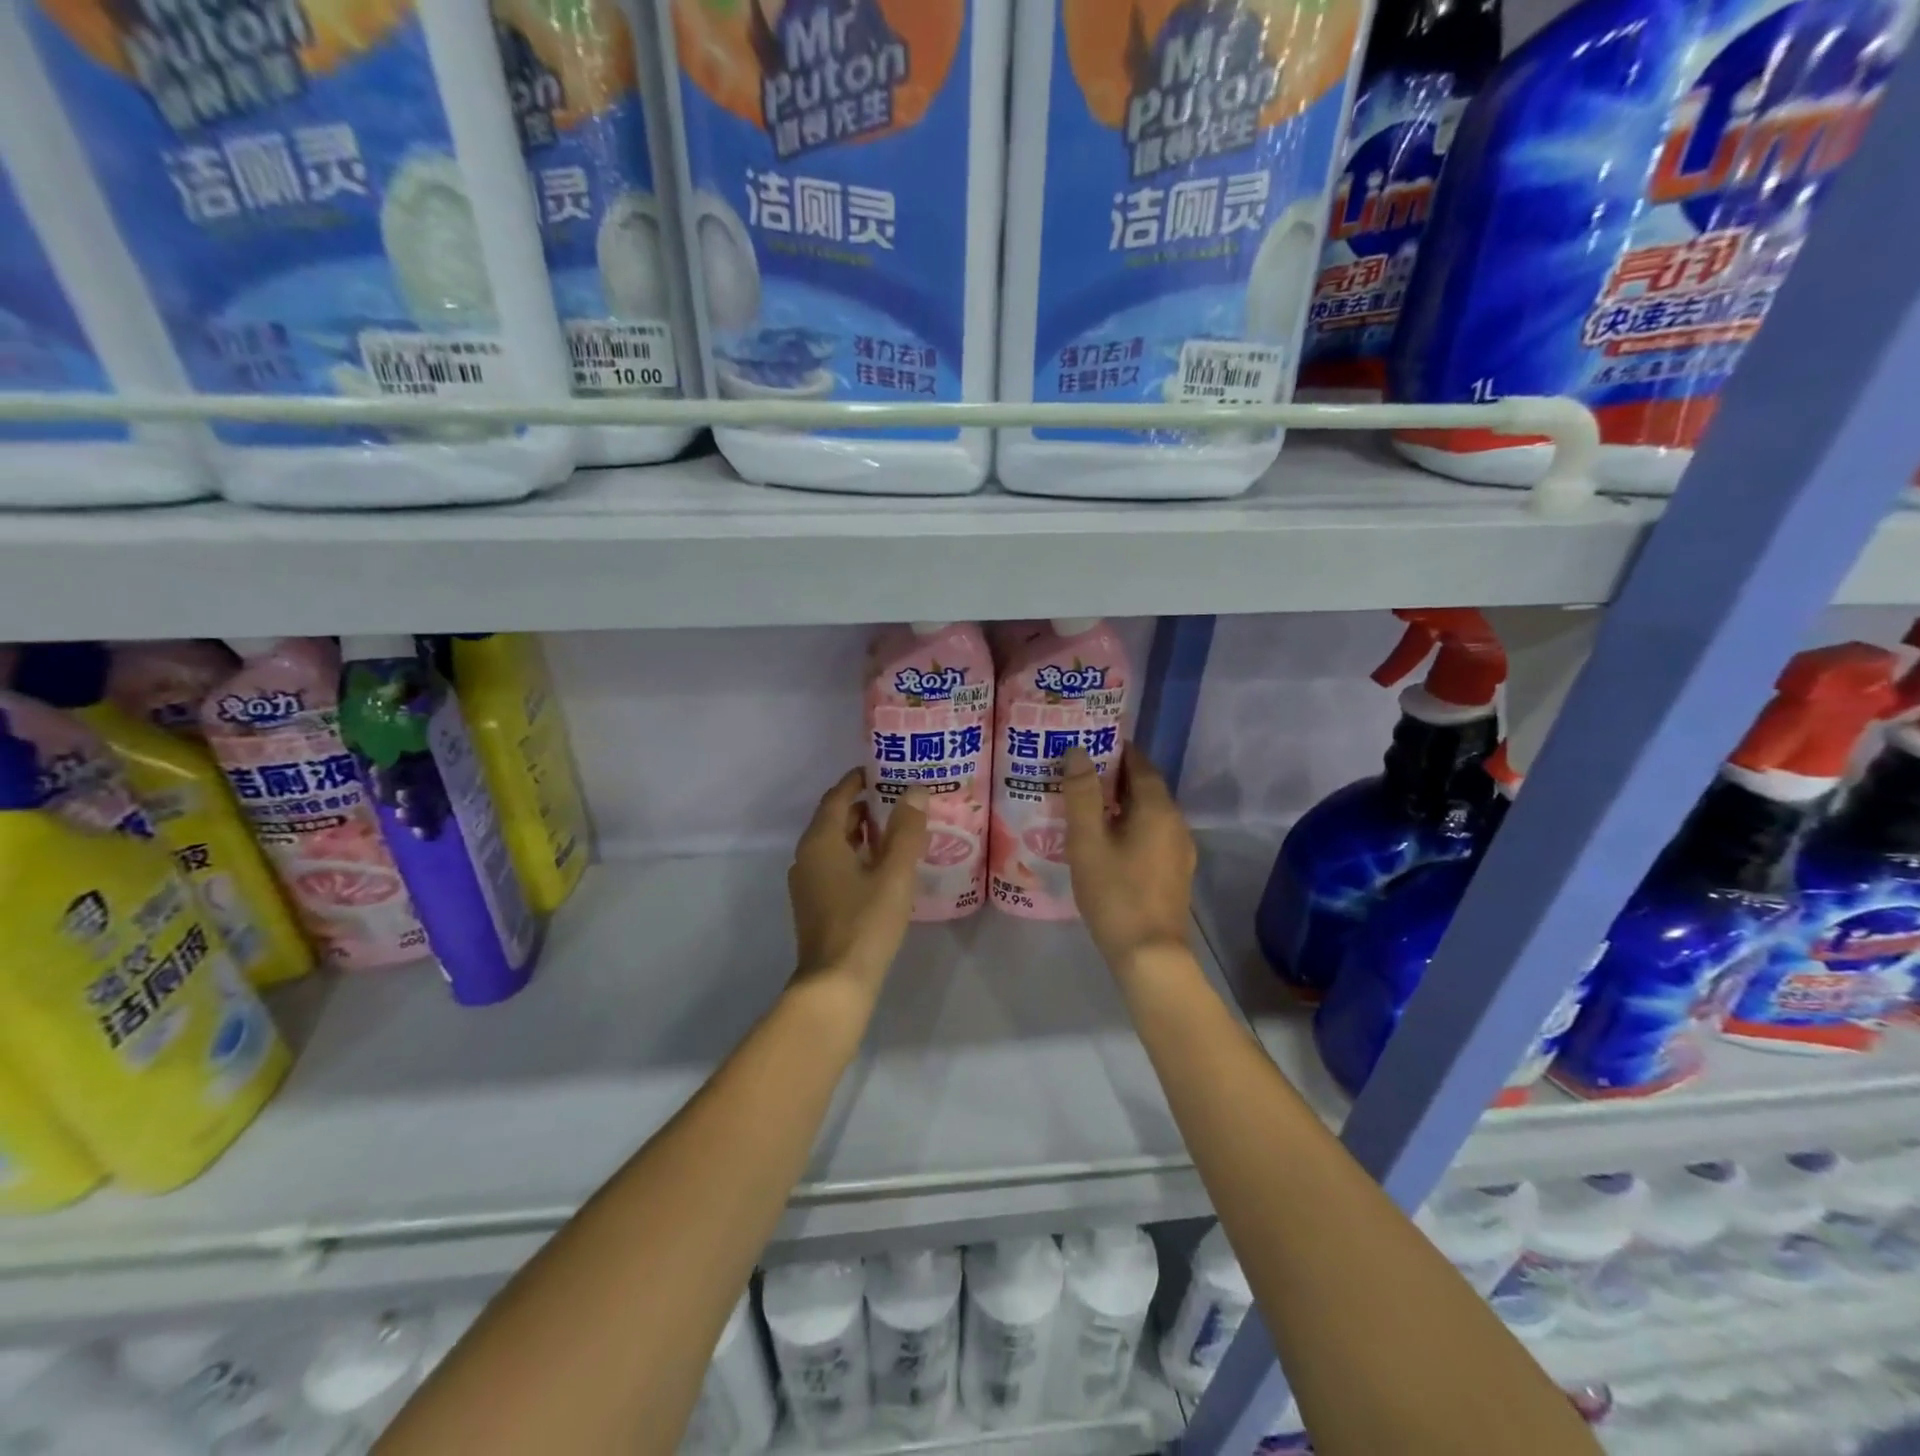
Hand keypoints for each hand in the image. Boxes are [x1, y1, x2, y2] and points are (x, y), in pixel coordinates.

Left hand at [787, 769, 928, 999]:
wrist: (835, 984)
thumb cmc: (865, 922)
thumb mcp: (894, 873)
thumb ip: (906, 830)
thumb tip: (915, 790)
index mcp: (821, 841)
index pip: (837, 797)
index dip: (857, 781)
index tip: (881, 771)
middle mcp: (807, 856)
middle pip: (834, 819)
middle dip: (863, 806)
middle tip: (898, 799)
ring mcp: (807, 883)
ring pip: (834, 845)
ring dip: (860, 833)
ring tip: (895, 829)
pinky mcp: (814, 905)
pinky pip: (834, 866)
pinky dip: (855, 855)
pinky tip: (881, 867)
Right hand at [1061, 743, 1196, 972]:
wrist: (1149, 953)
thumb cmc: (1114, 892)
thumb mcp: (1087, 841)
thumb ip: (1082, 793)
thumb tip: (1078, 751)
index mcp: (1157, 808)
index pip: (1139, 764)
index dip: (1115, 751)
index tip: (1088, 745)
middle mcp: (1176, 821)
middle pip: (1146, 787)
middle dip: (1115, 777)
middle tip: (1079, 775)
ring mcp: (1180, 848)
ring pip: (1149, 812)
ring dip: (1122, 803)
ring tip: (1088, 806)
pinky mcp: (1176, 871)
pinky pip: (1153, 834)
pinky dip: (1131, 826)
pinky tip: (1108, 841)